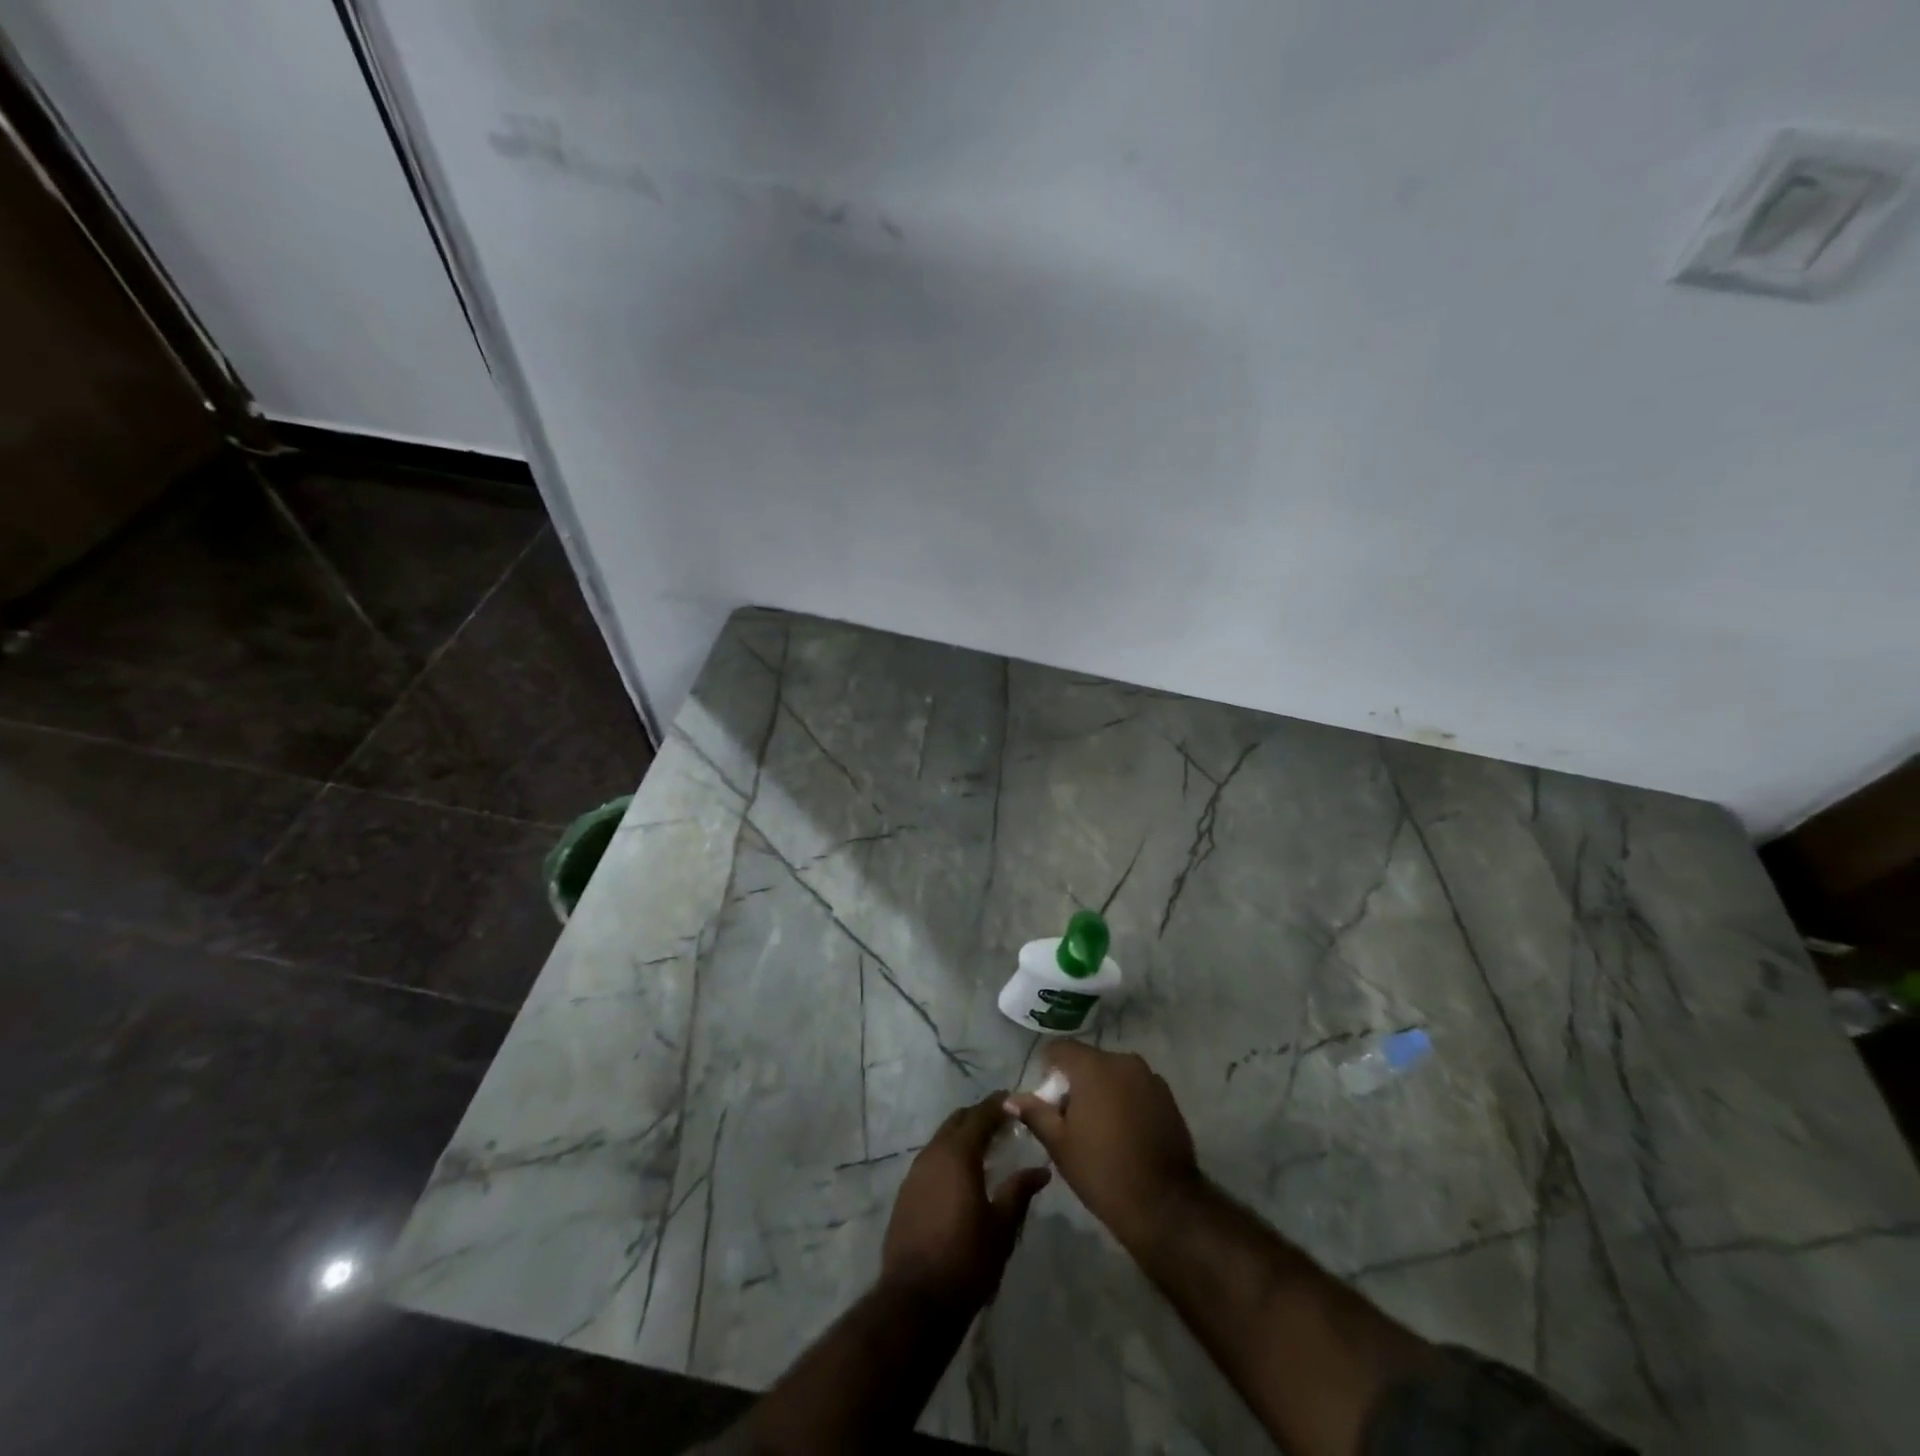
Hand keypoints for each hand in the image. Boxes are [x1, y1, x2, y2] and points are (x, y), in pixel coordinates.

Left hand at [881, 1095, 1050, 1309]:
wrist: (915, 1301)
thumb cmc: (966, 1260)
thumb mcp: (1002, 1227)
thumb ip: (1019, 1191)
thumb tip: (1041, 1170)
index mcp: (957, 1154)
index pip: (980, 1116)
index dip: (998, 1105)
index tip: (1014, 1100)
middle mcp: (932, 1154)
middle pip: (957, 1122)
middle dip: (979, 1117)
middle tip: (1003, 1124)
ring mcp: (914, 1173)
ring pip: (941, 1140)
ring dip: (962, 1137)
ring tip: (986, 1149)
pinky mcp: (906, 1194)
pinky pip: (931, 1161)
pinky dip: (948, 1157)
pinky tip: (961, 1177)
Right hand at [1006, 1042, 1201, 1253]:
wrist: (1163, 1204)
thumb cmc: (1102, 1170)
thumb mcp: (1059, 1144)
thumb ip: (1035, 1113)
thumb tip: (1010, 1099)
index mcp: (1093, 1066)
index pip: (1060, 1049)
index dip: (1047, 1069)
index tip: (1046, 1099)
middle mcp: (1123, 1061)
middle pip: (1088, 1061)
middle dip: (1075, 1082)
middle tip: (1069, 1119)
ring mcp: (1149, 1077)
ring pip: (1113, 1074)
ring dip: (1101, 1090)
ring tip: (1098, 1127)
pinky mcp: (1167, 1096)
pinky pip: (1135, 1087)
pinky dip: (1124, 1100)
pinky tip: (1124, 1132)